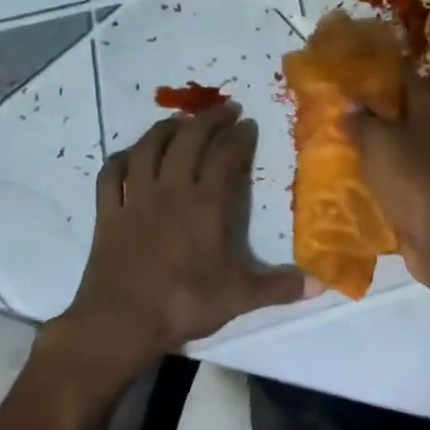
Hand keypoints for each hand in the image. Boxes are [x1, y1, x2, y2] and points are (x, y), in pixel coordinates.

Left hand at [39, 102, 308, 400]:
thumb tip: (323, 284)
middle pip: (187, 142)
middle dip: (207, 120)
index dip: (239, 137)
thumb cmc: (185, 303)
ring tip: (179, 122)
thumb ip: (281, 287)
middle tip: (223, 108)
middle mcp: (170, 192)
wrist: (120, 322)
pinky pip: (112, 174)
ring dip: (165, 129)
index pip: (225, 158)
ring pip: (148, 149)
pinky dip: (122, 158)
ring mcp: (135, 200)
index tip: (249, 123)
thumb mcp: (241, 297)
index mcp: (206, 205)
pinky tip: (130, 155)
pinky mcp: (107, 214)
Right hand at [344, 70, 429, 292]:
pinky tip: (353, 173)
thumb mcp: (378, 140)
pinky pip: (399, 171)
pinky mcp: (428, 190)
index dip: (376, 68)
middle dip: (370, 108)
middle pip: (401, 109)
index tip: (346, 67)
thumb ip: (361, 120)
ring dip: (373, 141)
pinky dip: (379, 170)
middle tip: (335, 106)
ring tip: (337, 138)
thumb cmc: (411, 178)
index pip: (404, 75)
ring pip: (399, 142)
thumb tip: (351, 107)